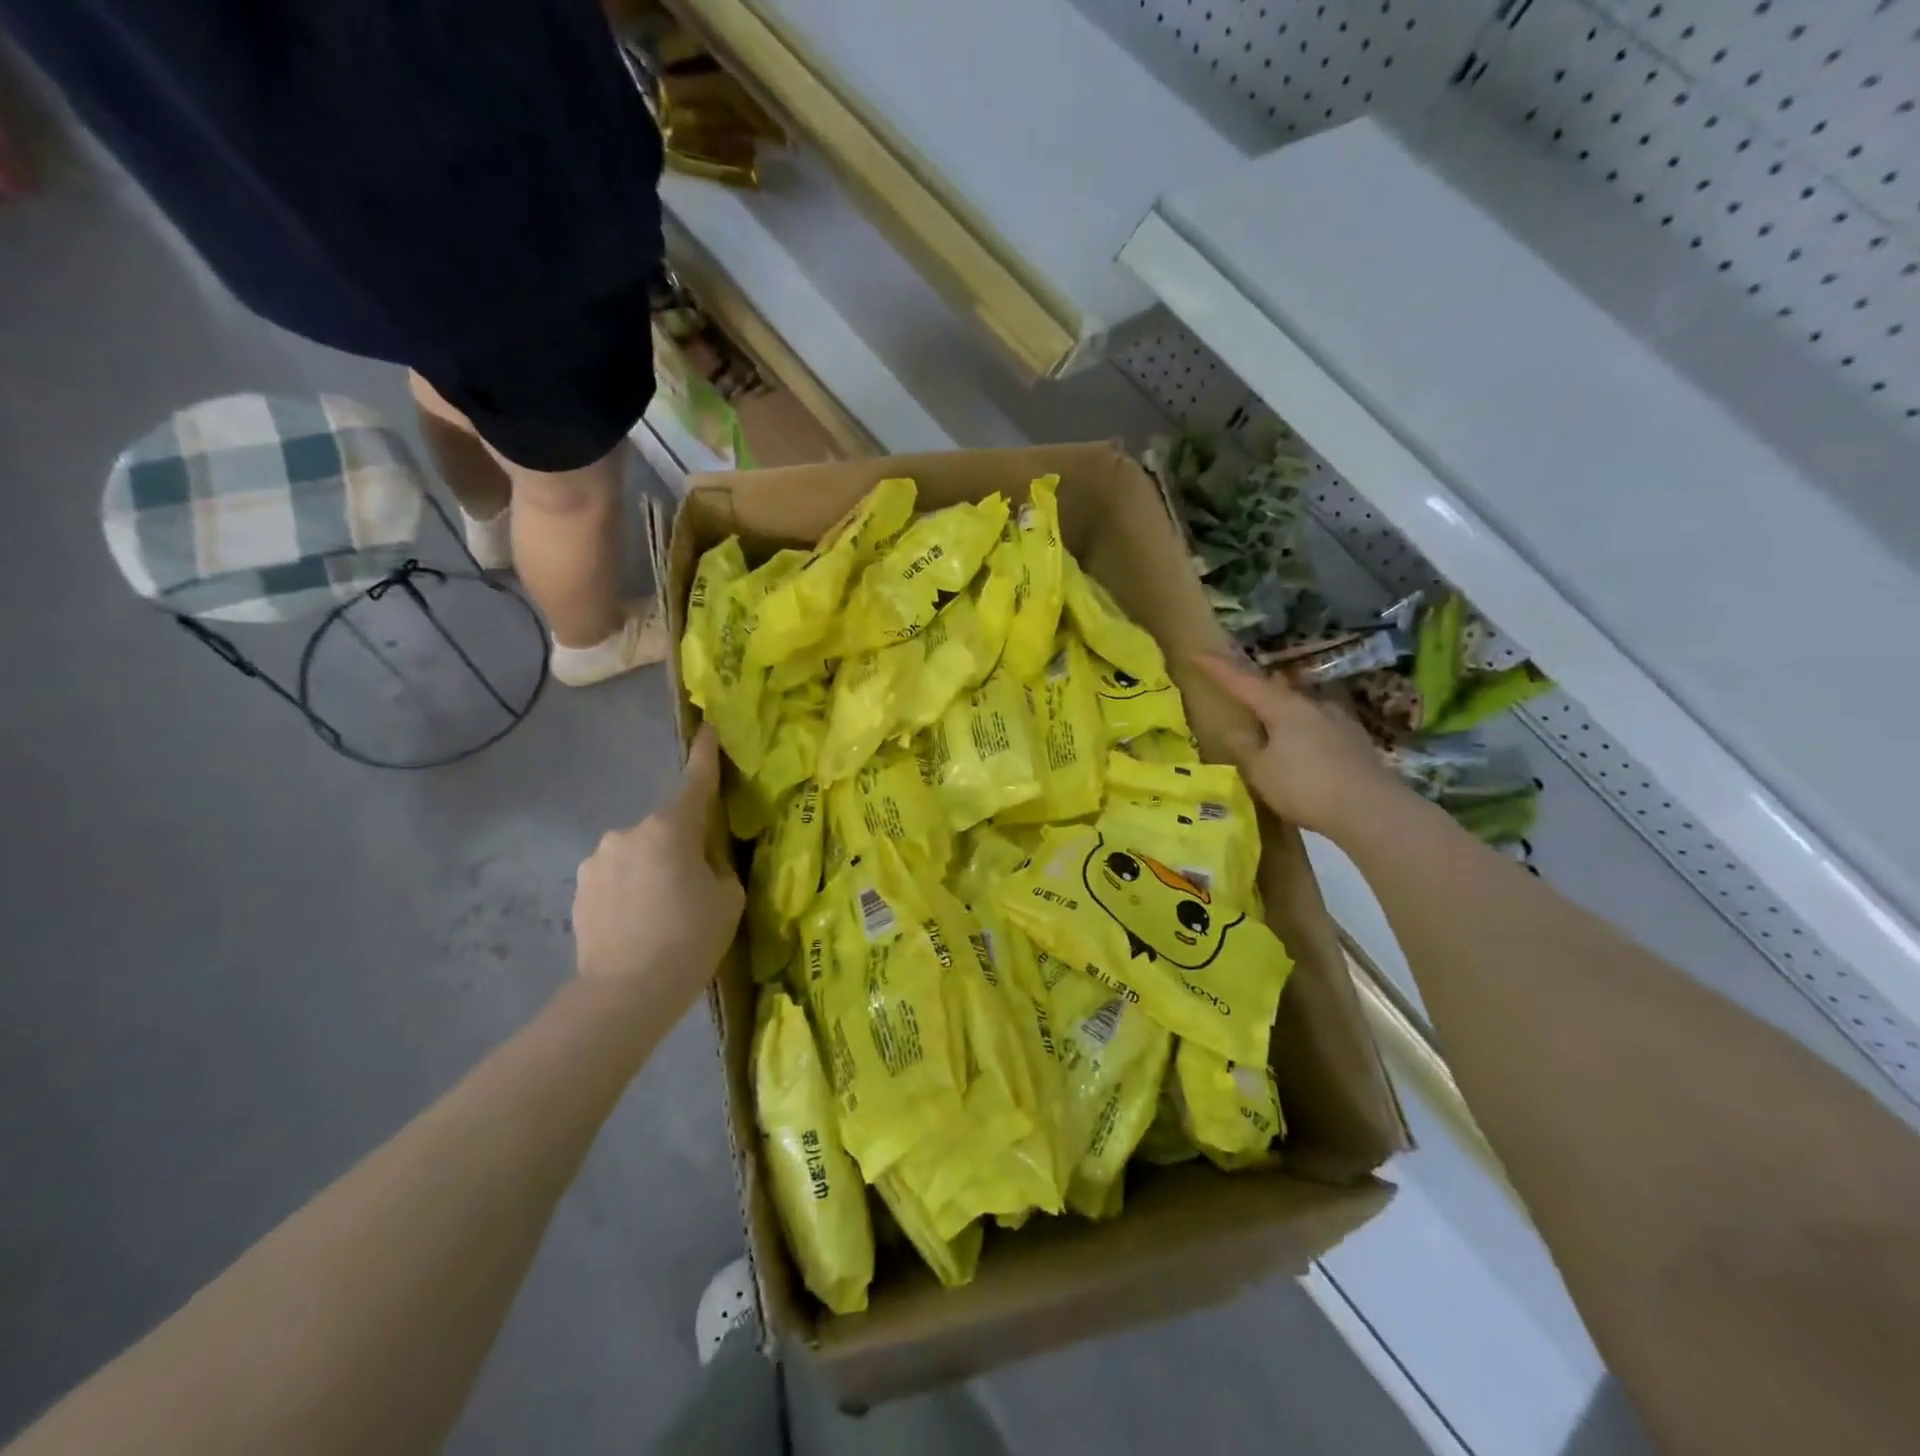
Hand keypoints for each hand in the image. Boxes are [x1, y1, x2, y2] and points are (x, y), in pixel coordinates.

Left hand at [572, 727, 743, 998]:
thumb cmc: (689, 940)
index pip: (695, 781)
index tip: (708, 729)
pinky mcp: (579, 888)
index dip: (706, 755)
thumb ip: (717, 866)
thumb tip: (701, 861)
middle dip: (679, 845)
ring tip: (660, 913)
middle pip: (665, 827)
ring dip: (650, 868)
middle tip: (693, 886)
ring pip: (637, 853)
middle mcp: (628, 832)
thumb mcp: (727, 899)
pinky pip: (615, 876)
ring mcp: (597, 859)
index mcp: (670, 828)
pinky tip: (635, 923)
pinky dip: (628, 890)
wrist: (624, 994)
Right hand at [1197, 652, 1399, 839]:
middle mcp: (1311, 705)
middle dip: (1255, 687)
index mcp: (1283, 708)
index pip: (1242, 682)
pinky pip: (1319, 724)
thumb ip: (1245, 748)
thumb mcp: (1261, 772)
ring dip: (1282, 708)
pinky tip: (1303, 743)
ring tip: (1270, 719)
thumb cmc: (1305, 787)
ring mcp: (1338, 719)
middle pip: (1276, 689)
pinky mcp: (1354, 739)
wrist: (1370, 808)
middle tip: (1238, 687)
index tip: (1199, 653)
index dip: (1218, 668)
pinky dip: (1303, 728)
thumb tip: (1233, 730)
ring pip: (1301, 705)